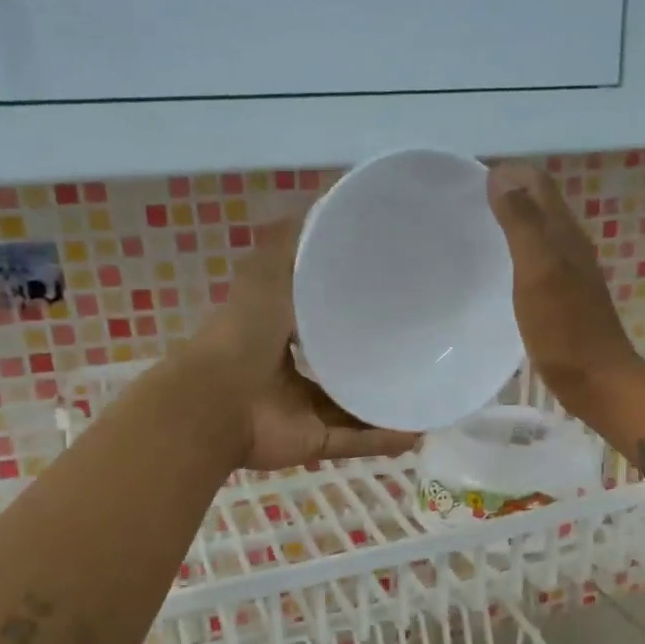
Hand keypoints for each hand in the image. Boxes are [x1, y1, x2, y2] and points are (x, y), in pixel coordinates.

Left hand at [189, 218, 418, 471]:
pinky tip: (418, 432)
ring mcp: (301, 411)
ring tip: (428, 392)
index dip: (352, 310)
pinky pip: (354, 441)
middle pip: (340, 367)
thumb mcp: (268, 274)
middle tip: (422, 348)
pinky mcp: (312, 442)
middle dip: (375, 361)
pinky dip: (383, 440)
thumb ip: (292, 244)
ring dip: (386, 405)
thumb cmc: (242, 334)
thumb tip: (326, 202)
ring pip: (352, 407)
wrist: (215, 403)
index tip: (393, 296)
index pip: (322, 320)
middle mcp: (291, 372)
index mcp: (279, 333)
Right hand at [486, 163, 641, 411]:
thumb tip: (501, 177)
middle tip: (464, 202)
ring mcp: (569, 272)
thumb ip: (521, 223)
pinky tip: (497, 272)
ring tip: (474, 230)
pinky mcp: (563, 298)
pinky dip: (516, 252)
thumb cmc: (564, 329)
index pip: (537, 182)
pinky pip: (537, 260)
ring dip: (511, 222)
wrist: (597, 380)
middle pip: (539, 203)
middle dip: (507, 192)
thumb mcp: (538, 271)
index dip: (507, 172)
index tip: (467, 179)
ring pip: (539, 231)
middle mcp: (570, 245)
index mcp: (564, 232)